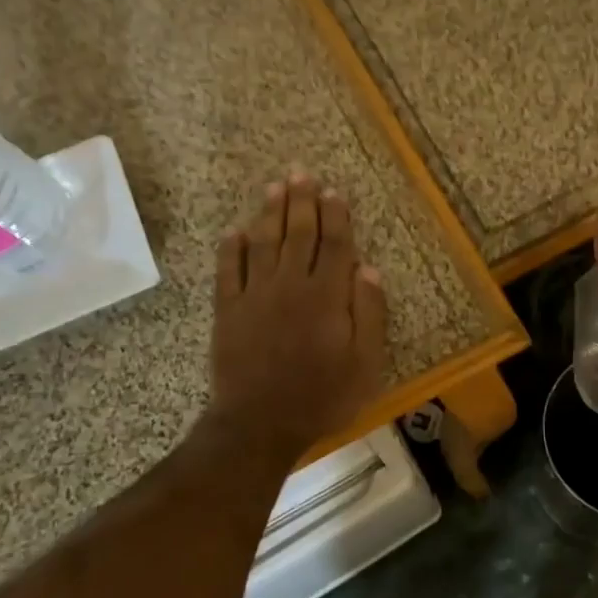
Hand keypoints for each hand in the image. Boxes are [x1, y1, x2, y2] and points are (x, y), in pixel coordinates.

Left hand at [208, 171, 387, 461]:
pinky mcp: (228, 310)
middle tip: (301, 173)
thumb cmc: (321, 396)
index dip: (335, 216)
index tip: (333, 192)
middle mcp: (291, 285)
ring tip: (275, 187)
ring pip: (264, 243)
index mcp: (327, 296)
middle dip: (302, 201)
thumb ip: (370, 314)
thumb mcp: (365, 364)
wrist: (259, 424)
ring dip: (270, 213)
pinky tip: (234, 231)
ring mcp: (255, 295)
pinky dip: (231, 248)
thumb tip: (369, 270)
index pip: (334, 244)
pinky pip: (228, 270)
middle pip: (299, 234)